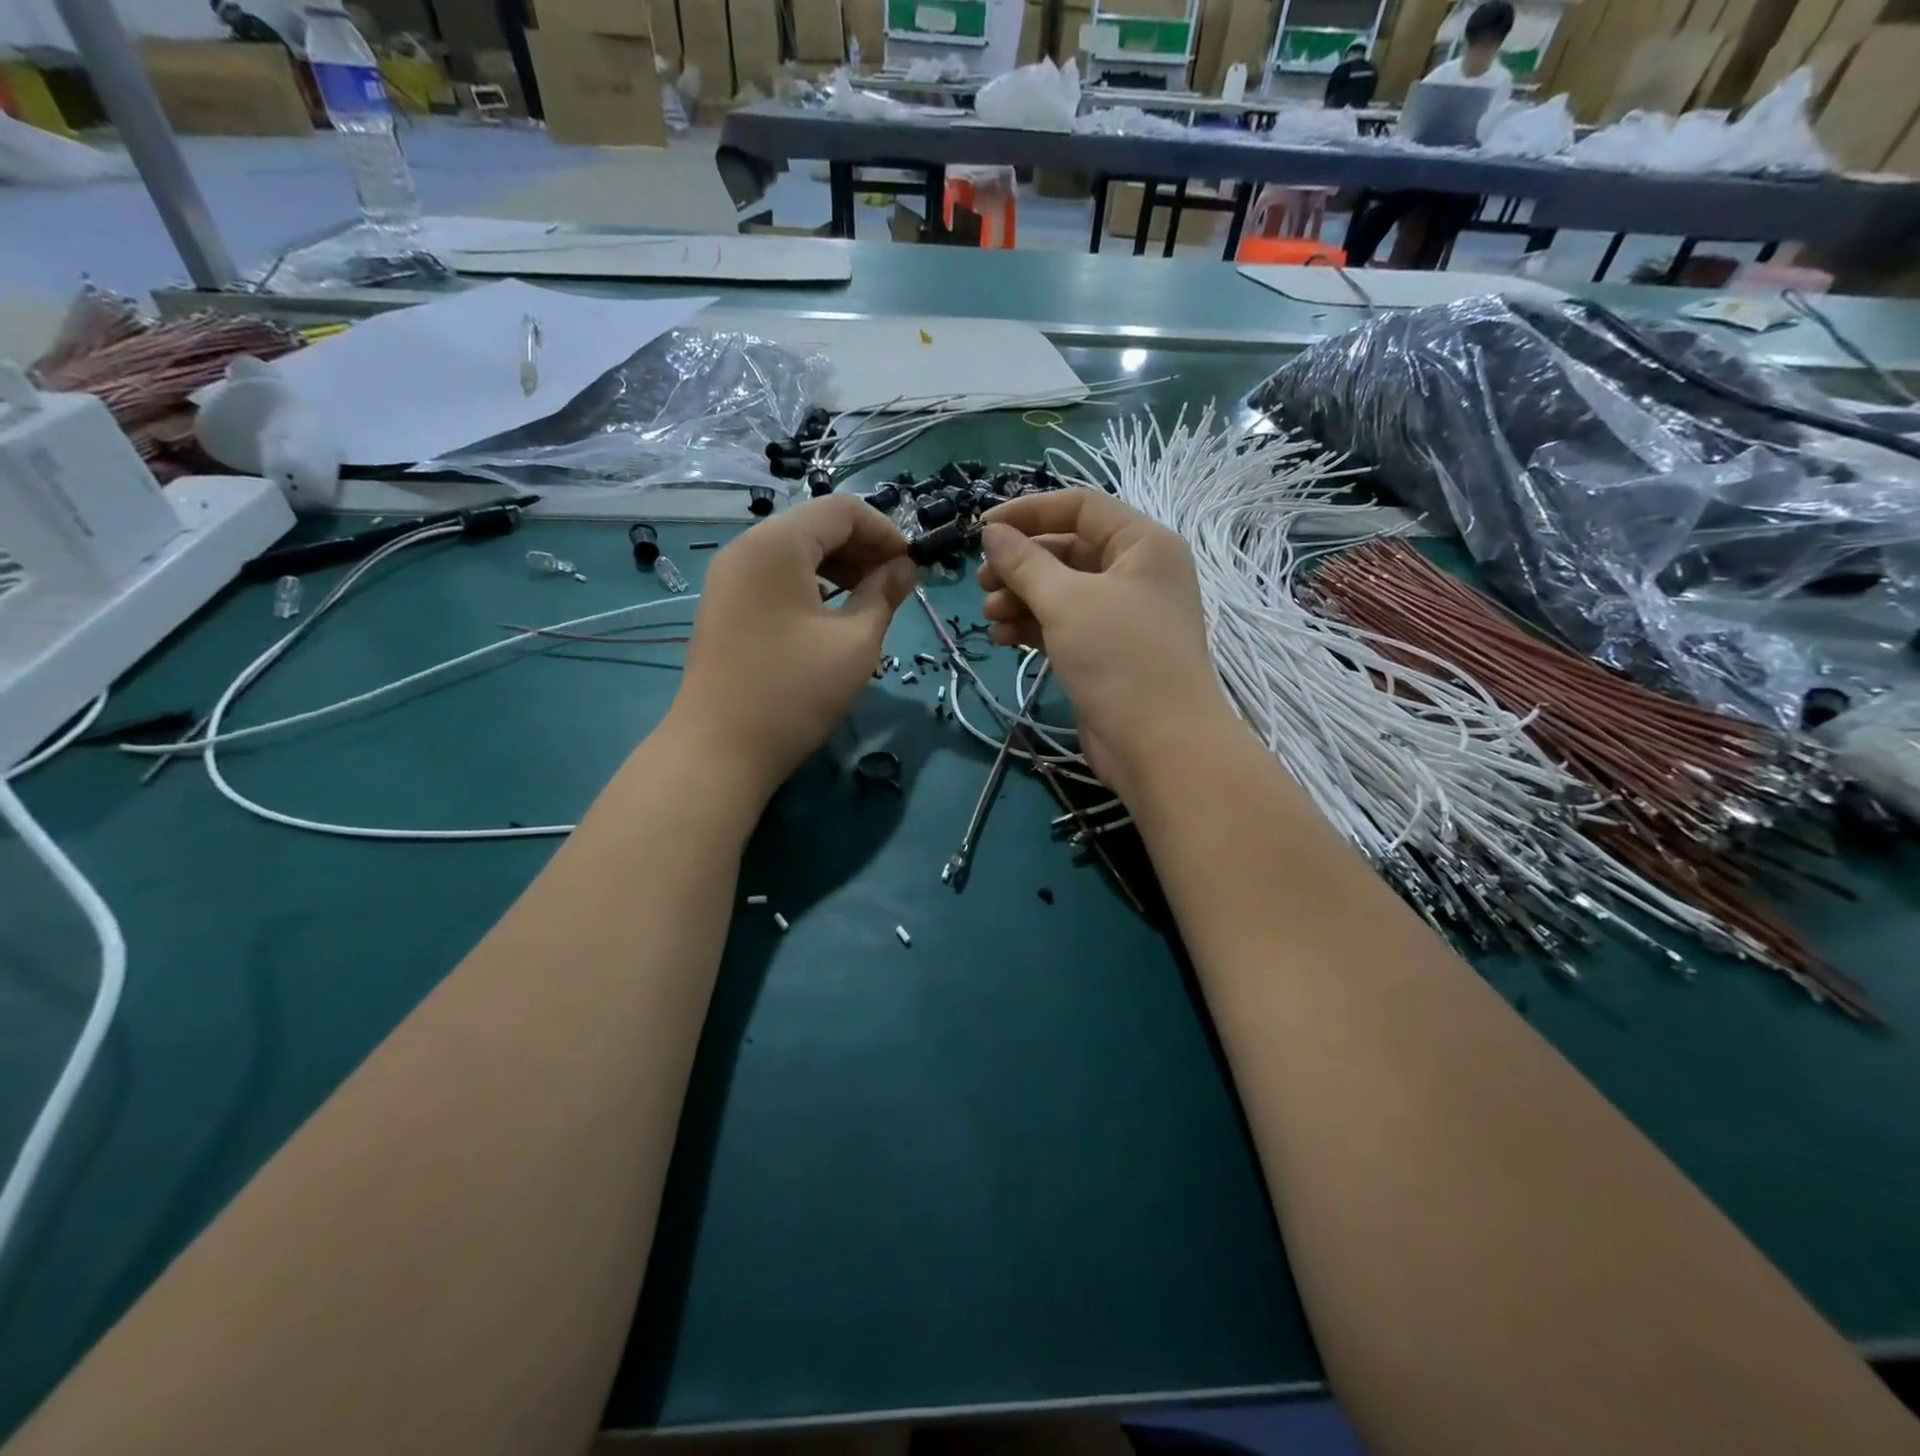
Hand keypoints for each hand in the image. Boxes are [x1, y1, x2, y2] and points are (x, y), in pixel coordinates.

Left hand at [667, 495, 916, 800]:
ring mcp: (729, 578)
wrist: (720, 749)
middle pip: (816, 526)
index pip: (842, 510)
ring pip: (795, 553)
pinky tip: (830, 618)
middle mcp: (746, 548)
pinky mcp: (724, 606)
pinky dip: (810, 586)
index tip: (911, 569)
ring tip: (868, 604)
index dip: (886, 532)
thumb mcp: (855, 642)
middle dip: (862, 549)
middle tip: (895, 588)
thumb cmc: (795, 691)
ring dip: (838, 568)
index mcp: (777, 544)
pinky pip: (775, 577)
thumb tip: (905, 569)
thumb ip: (884, 594)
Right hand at [978, 490, 1235, 800]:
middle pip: (1068, 550)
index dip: (1029, 511)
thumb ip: (1025, 563)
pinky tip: (1004, 637)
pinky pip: (1064, 624)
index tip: (982, 528)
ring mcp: (1123, 615)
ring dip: (1021, 597)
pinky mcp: (1107, 652)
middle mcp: (1137, 572)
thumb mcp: (1067, 602)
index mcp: (1142, 544)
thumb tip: (992, 533)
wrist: (1160, 745)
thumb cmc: (1120, 658)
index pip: (1081, 506)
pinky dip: (1033, 626)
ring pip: (1062, 591)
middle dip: (1021, 564)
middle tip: (981, 581)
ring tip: (989, 615)